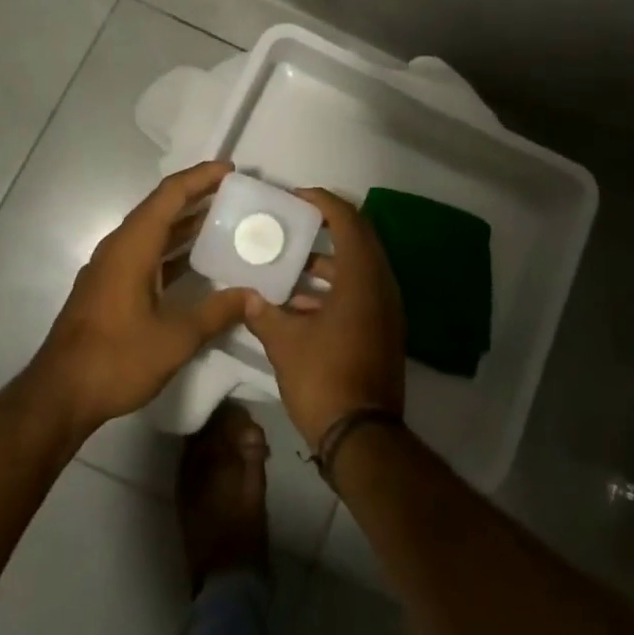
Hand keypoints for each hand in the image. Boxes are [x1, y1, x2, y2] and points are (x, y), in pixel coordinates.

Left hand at [29, 162, 255, 437]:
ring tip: (224, 219)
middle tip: (235, 193)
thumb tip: (255, 295)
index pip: (170, 195)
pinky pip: (147, 252)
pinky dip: (173, 249)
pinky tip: (197, 262)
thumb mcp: (176, 338)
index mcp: (132, 246)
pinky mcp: (110, 287)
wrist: (58, 397)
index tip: (232, 169)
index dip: (201, 177)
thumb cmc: (116, 359)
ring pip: (153, 231)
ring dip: (186, 223)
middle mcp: (119, 247)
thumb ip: (218, 312)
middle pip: (161, 207)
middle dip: (197, 195)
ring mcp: (111, 268)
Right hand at [245, 188, 405, 449]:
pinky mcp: (384, 330)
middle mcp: (381, 285)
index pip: (348, 220)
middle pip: (358, 239)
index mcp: (362, 278)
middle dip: (327, 226)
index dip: (323, 202)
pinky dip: (335, 288)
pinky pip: (361, 292)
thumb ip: (264, 312)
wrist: (363, 437)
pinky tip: (299, 304)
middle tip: (294, 222)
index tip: (296, 197)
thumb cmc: (324, 379)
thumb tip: (246, 296)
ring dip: (328, 261)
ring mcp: (387, 309)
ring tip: (290, 262)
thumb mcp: (285, 344)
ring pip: (359, 268)